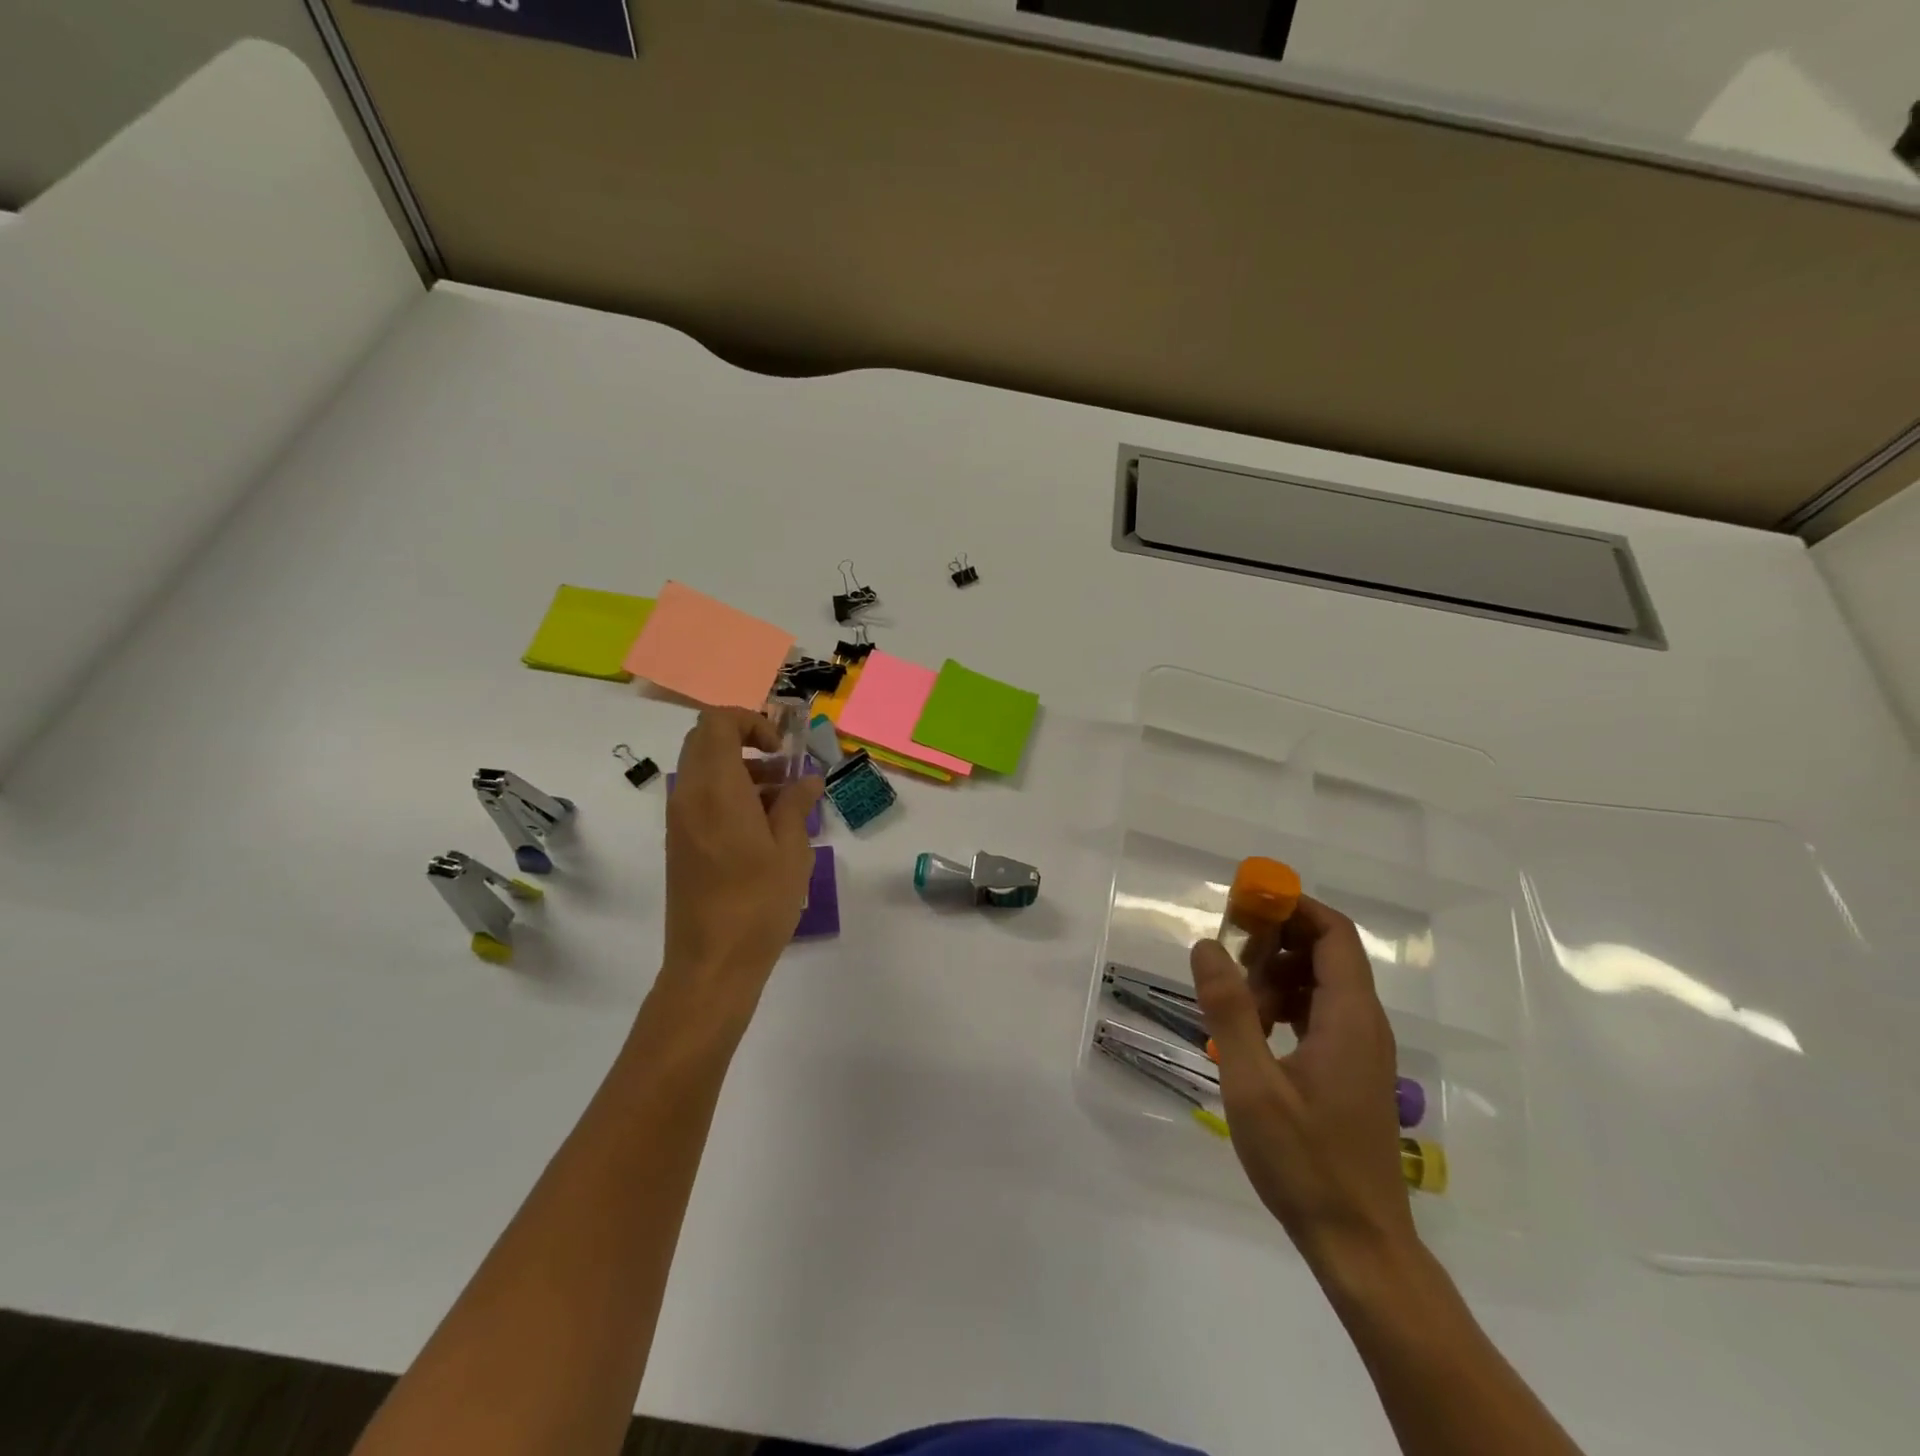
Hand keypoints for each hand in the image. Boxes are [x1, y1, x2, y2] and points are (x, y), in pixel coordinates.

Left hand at [656, 709, 823, 1027]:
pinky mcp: (680, 842)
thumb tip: (808, 779)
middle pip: (706, 741)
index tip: (782, 749)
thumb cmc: (758, 904)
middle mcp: (689, 796)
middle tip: (784, 767)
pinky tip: (764, 826)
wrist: (711, 963)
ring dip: (741, 769)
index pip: (716, 723)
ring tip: (784, 800)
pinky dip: (729, 793)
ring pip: (704, 769)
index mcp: (716, 790)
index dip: (751, 722)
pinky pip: (701, 797)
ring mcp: (679, 820)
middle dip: (747, 742)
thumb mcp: (791, 851)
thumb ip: (796, 805)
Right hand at [1190, 896, 1414, 1268]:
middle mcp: (1365, 1023)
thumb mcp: (1252, 1083)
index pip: (1333, 932)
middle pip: (1325, 952)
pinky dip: (1285, 1007)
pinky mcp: (1351, 1070)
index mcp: (1350, 1017)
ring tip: (1238, 1013)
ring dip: (1276, 979)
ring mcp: (1361, 1048)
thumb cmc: (1305, 1162)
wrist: (1359, 1244)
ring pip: (1320, 983)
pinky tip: (1255, 1036)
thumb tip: (1207, 944)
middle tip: (1228, 967)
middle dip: (1274, 944)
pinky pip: (1320, 1013)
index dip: (1291, 907)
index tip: (1243, 907)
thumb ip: (1229, 1009)